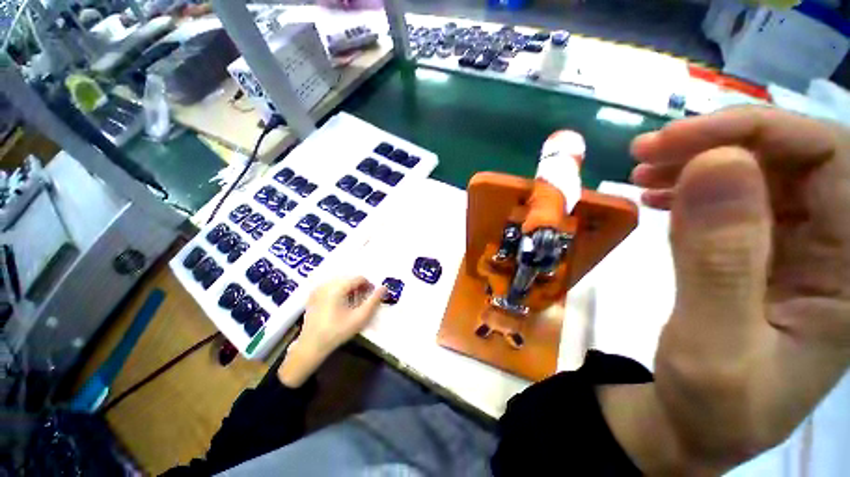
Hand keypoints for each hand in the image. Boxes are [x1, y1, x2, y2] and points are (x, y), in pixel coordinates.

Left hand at [278, 277, 385, 386]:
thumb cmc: (337, 331)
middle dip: (359, 288)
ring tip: (353, 304)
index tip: (371, 298)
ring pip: (341, 282)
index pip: (359, 278)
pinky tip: (341, 306)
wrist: (311, 346)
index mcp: (337, 287)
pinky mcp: (313, 295)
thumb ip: (374, 301)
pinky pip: (331, 287)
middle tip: (363, 302)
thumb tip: (384, 287)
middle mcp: (326, 283)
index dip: (369, 286)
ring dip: (350, 290)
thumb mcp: (360, 317)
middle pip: (350, 279)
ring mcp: (318, 289)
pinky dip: (340, 292)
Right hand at [625, 107, 849, 471]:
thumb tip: (714, 163)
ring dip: (698, 162)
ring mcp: (797, 250)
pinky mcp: (759, 255)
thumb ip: (720, 258)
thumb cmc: (712, 403)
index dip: (757, 131)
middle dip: (718, 141)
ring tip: (642, 172)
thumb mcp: (714, 344)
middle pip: (792, 158)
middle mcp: (834, 248)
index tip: (675, 140)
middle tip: (646, 152)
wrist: (696, 424)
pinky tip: (657, 196)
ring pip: (760, 174)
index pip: (829, 158)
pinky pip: (733, 201)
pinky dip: (691, 188)